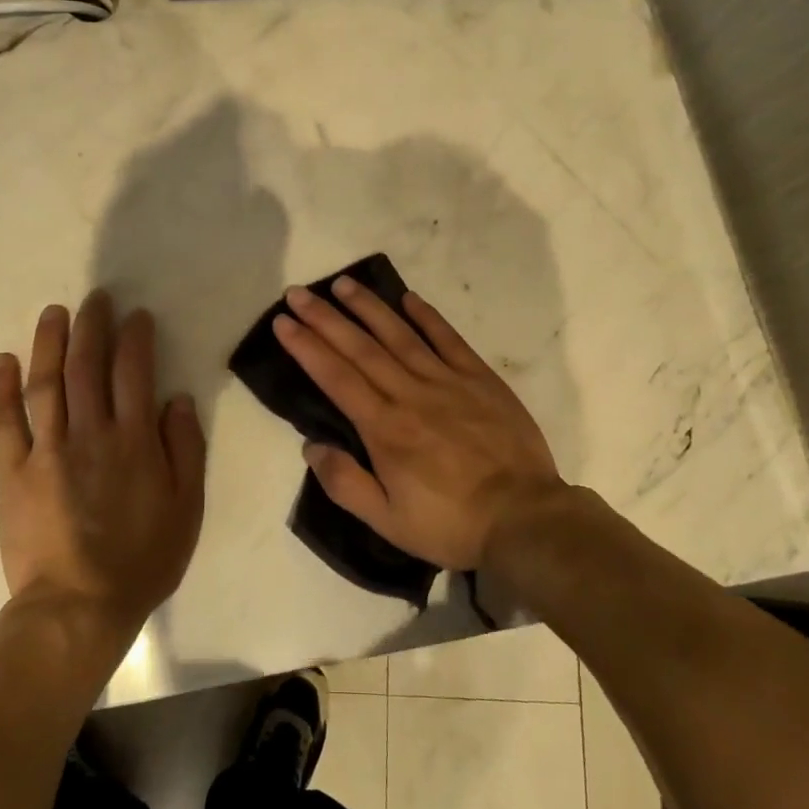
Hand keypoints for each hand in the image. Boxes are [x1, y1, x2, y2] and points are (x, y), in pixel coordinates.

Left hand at [0, 291, 206, 637]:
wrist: (79, 607)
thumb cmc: (143, 559)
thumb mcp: (187, 507)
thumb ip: (185, 448)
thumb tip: (177, 399)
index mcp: (134, 440)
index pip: (134, 372)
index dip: (135, 337)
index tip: (136, 316)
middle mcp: (90, 433)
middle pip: (87, 366)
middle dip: (92, 325)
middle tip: (95, 298)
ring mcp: (46, 450)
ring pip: (46, 383)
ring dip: (49, 342)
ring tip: (54, 312)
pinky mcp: (13, 472)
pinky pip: (4, 422)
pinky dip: (2, 389)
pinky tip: (4, 361)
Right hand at [273, 277, 563, 569]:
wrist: (525, 518)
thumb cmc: (450, 524)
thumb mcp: (387, 522)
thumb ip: (345, 483)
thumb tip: (311, 446)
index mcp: (384, 429)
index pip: (335, 377)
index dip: (306, 347)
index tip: (283, 322)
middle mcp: (410, 394)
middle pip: (360, 348)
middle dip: (325, 318)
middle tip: (299, 292)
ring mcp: (447, 382)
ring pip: (400, 335)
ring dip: (368, 307)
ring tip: (343, 284)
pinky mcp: (480, 379)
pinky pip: (449, 340)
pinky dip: (427, 316)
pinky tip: (408, 298)